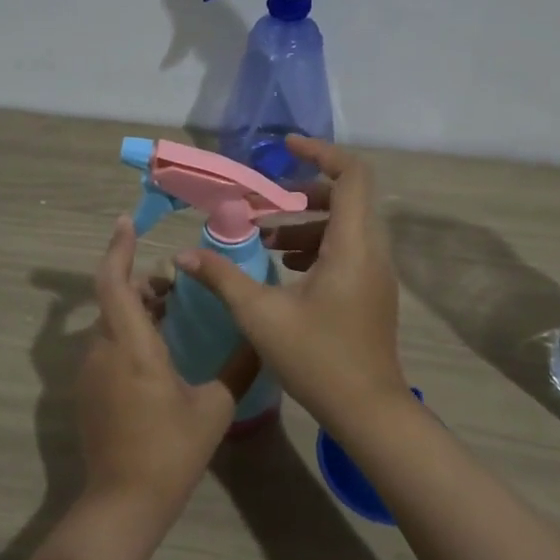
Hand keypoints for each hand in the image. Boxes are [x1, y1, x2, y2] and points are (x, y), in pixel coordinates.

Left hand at [77, 215, 257, 516]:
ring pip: (109, 323)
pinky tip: (158, 352)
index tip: (127, 222)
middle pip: (113, 299)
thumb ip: (238, 366)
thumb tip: (258, 337)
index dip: (118, 249)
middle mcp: (103, 351)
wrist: (124, 502)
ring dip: (135, 310)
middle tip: (175, 285)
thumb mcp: (215, 407)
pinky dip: (127, 334)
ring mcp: (90, 373)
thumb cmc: (171, 451)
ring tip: (172, 314)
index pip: (113, 283)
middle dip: (139, 283)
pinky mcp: (88, 392)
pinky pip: (106, 347)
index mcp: (132, 347)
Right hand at [177, 137, 406, 437]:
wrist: (368, 411)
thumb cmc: (317, 359)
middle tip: (263, 204)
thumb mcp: (260, 316)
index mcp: (352, 246)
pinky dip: (317, 245)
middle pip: (347, 197)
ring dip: (306, 222)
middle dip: (302, 193)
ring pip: (346, 226)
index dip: (320, 152)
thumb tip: (183, 255)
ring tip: (264, 238)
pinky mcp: (372, 292)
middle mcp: (372, 251)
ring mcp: (376, 273)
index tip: (284, 148)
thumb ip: (222, 277)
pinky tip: (284, 266)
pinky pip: (348, 250)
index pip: (352, 175)